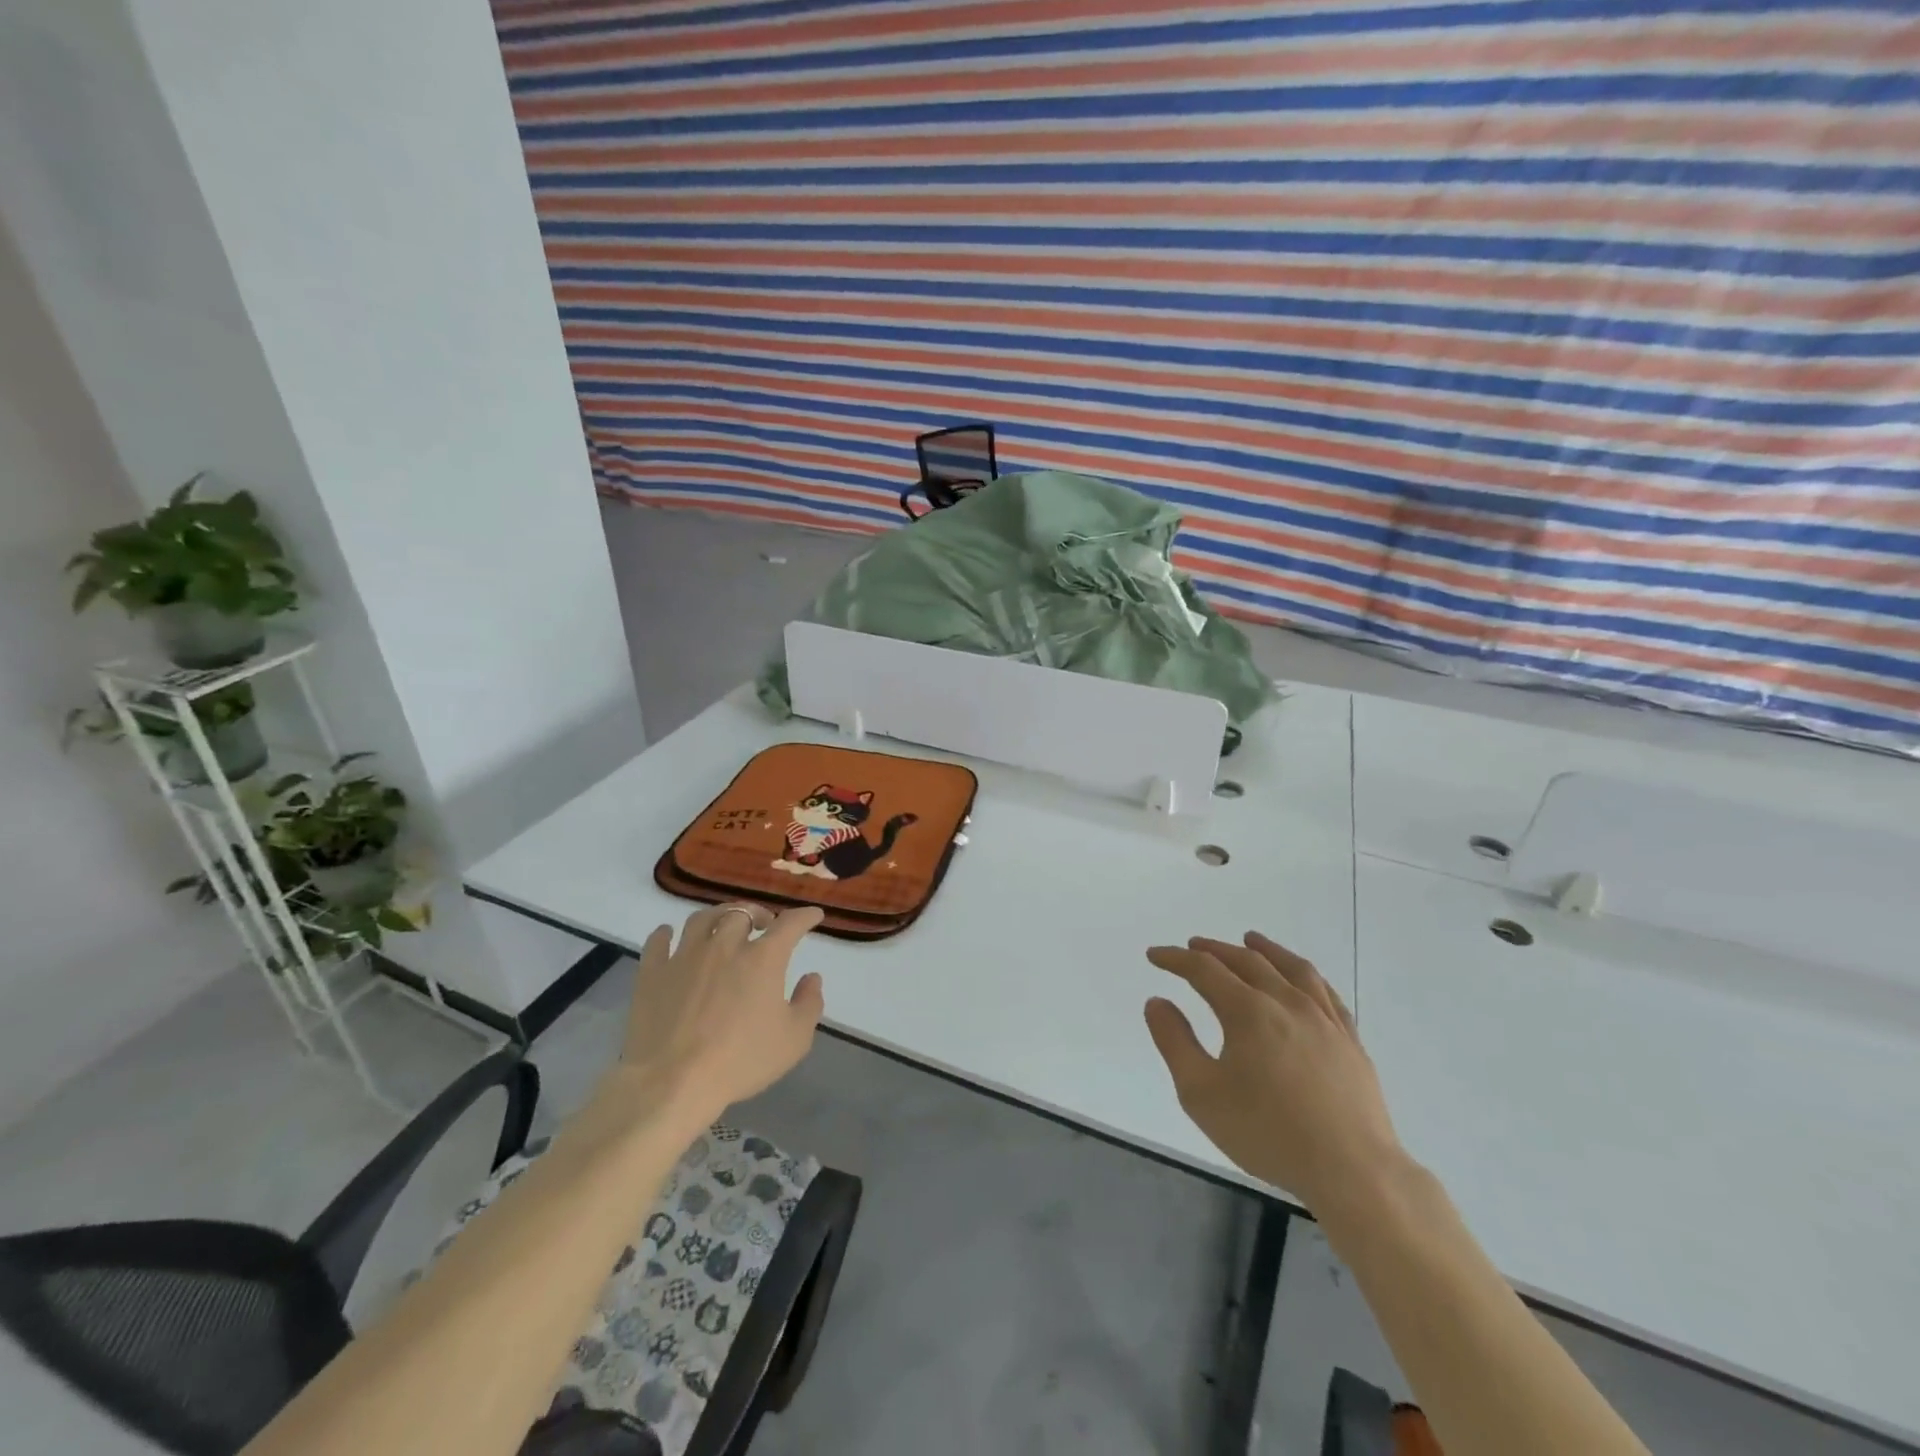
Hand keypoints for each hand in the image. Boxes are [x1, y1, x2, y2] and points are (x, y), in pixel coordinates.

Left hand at [613, 903, 825, 1126]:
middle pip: (742, 913)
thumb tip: (812, 978)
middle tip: (764, 924)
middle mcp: (725, 946)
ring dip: (718, 916)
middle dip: (758, 913)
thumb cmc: (740, 1061)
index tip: (813, 915)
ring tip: (723, 924)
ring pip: (702, 919)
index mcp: (762, 958)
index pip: (790, 924)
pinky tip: (669, 935)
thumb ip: (809, 1004)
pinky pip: (658, 941)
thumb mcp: (794, 1040)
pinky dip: (665, 934)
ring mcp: (685, 956)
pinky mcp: (653, 973)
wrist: (673, 1083)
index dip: (805, 916)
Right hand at [1144, 932, 1404, 1211]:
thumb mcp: (1201, 1093)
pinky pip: (1326, 992)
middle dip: (1214, 950)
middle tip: (1193, 945)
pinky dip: (1306, 975)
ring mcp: (1324, 1019)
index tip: (1155, 955)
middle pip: (1247, 961)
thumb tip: (1158, 1001)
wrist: (1353, 1171)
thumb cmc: (1267, 1133)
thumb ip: (1174, 1042)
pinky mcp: (1350, 1040)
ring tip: (1251, 939)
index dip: (1175, 959)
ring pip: (1292, 968)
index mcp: (1248, 1012)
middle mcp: (1286, 1002)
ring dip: (1265, 949)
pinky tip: (1302, 979)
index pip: (1204, 969)